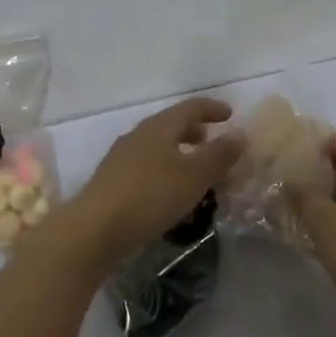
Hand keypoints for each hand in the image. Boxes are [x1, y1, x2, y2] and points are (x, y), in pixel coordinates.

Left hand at [62, 98, 244, 263]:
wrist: (95, 228)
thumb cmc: (151, 195)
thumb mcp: (194, 176)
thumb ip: (219, 154)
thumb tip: (240, 133)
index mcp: (159, 127)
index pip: (190, 107)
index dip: (212, 108)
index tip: (230, 114)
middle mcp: (138, 136)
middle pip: (170, 125)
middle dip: (194, 131)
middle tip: (213, 142)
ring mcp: (121, 158)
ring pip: (157, 147)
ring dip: (179, 153)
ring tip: (195, 171)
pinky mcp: (112, 182)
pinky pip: (146, 167)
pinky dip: (165, 171)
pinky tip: (170, 193)